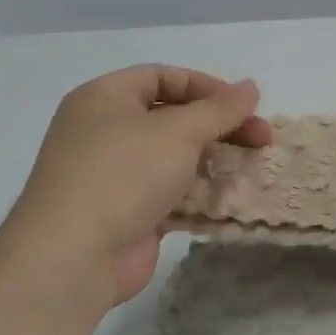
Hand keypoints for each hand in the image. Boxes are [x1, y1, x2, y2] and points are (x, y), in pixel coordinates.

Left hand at [0, 66, 271, 306]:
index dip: (207, 86)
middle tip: (262, 138)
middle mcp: (105, 131)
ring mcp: (114, 175)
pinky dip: (200, 193)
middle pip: (173, 118)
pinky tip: (232, 198)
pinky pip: (171, 193)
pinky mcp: (127, 213)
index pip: (163, 77)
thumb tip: (251, 87)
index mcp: (104, 98)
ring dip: (215, 160)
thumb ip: (220, 108)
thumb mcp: (179, 131)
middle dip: (220, 126)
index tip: (244, 105)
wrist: (73, 257)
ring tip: (253, 167)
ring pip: (175, 157)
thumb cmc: (123, 174)